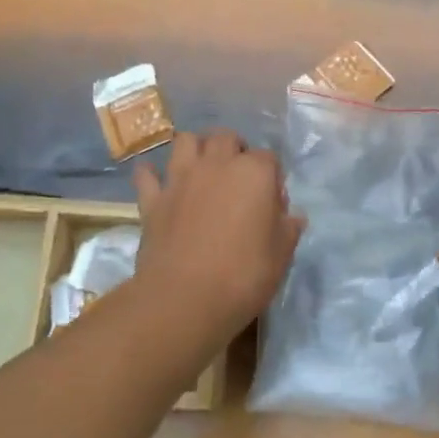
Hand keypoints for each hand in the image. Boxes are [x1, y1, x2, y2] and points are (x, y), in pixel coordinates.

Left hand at [132, 130, 303, 342]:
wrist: (185, 299)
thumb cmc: (244, 275)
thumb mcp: (281, 255)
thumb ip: (288, 229)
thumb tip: (292, 216)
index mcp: (254, 173)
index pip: (269, 158)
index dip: (272, 177)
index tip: (272, 202)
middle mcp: (217, 164)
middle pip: (226, 138)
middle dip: (234, 149)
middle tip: (238, 177)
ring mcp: (180, 178)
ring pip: (185, 141)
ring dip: (195, 148)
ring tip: (202, 169)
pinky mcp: (152, 199)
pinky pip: (147, 174)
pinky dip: (152, 174)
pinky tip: (158, 182)